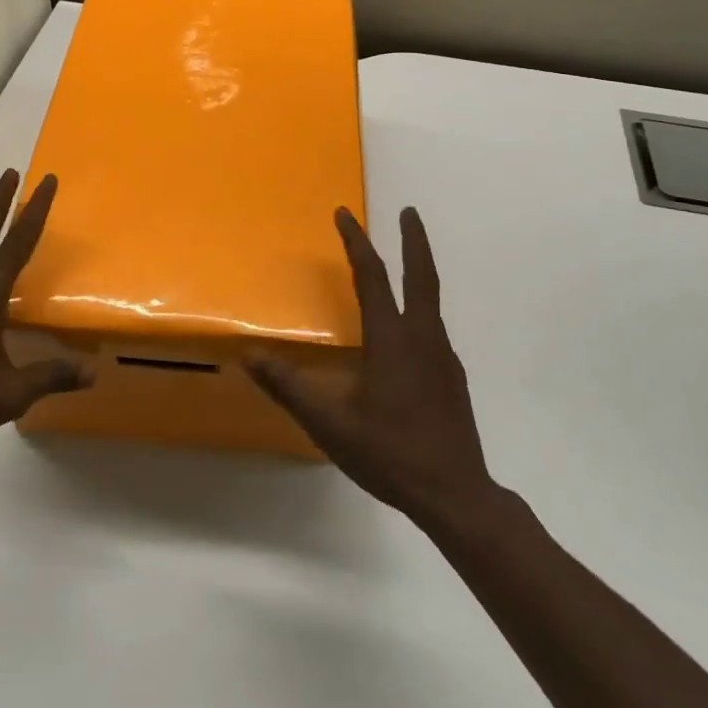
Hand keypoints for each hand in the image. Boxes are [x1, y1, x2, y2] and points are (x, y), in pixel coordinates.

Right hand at [249, 207, 492, 527]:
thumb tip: (251, 354)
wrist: (456, 496)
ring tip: (404, 263)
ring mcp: (443, 357)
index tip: (344, 214)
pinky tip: (407, 332)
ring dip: (419, 271)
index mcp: (391, 340)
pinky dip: (419, 308)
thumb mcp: (329, 424)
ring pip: (430, 301)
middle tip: (409, 211)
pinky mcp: (453, 377)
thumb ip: (289, 387)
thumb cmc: (390, 454)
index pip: (371, 277)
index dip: (356, 242)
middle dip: (414, 240)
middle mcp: (422, 338)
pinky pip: (433, 328)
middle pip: (421, 275)